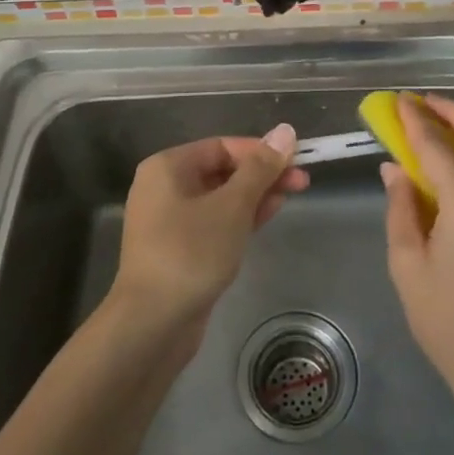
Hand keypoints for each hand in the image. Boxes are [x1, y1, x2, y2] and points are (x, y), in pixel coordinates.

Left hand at [110, 125, 305, 351]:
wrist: (152, 323)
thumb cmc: (191, 253)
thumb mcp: (232, 206)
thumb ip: (260, 168)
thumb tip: (285, 131)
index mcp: (168, 167)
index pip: (222, 146)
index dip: (261, 151)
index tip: (296, 161)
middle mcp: (164, 187)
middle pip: (221, 170)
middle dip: (262, 174)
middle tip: (301, 182)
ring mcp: (168, 220)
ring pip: (220, 197)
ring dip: (254, 195)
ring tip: (290, 197)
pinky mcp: (178, 248)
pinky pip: (213, 221)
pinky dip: (239, 217)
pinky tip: (266, 217)